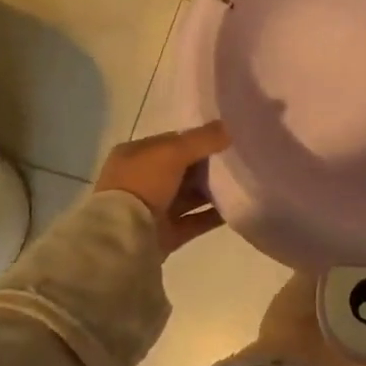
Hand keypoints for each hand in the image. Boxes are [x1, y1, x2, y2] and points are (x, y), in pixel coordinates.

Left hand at [95, 121, 230, 256]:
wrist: (123, 237)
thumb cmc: (143, 184)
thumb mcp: (173, 152)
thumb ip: (203, 139)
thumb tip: (230, 127)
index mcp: (134, 155)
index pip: (171, 142)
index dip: (198, 139)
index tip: (226, 140)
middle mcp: (141, 181)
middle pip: (182, 169)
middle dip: (208, 166)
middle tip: (238, 161)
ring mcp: (151, 210)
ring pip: (188, 196)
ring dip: (212, 191)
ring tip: (242, 183)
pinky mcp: (164, 234)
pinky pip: (194, 221)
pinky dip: (213, 215)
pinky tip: (236, 207)